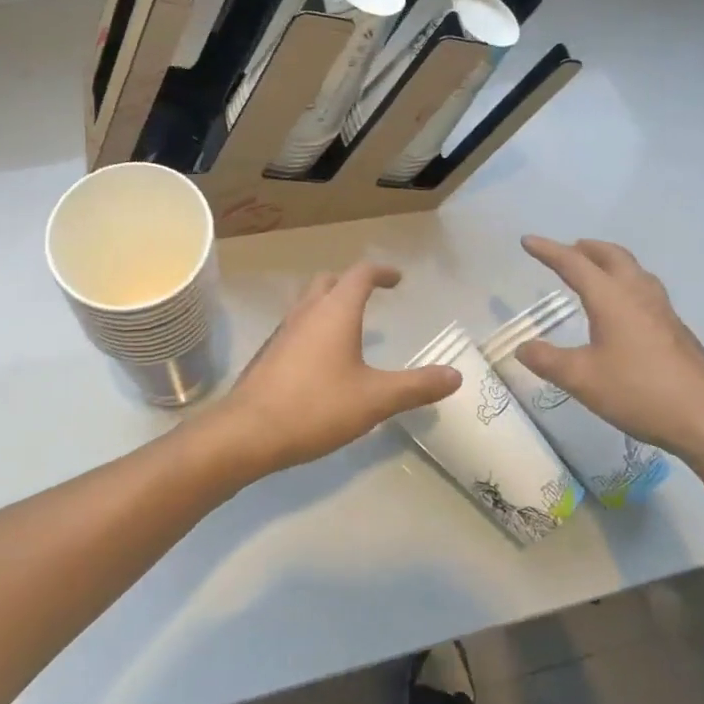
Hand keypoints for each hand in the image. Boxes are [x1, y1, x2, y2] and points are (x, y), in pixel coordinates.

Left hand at [197, 262, 460, 479]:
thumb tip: (455, 376)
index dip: (381, 272)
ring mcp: (282, 331)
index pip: (360, 274)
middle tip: (371, 297)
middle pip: (329, 281)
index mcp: (335, 311)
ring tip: (349, 328)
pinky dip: (314, 328)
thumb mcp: (375, 399)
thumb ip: (416, 386)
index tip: (397, 280)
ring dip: (329, 304)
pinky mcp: (268, 353)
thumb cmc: (316, 406)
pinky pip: (296, 326)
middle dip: (351, 283)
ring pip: (308, 303)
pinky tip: (322, 360)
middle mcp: (307, 311)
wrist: (248, 431)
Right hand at [515, 236, 703, 459]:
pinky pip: (646, 290)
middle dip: (587, 248)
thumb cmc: (640, 391)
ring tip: (595, 271)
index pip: (574, 263)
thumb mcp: (582, 379)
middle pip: (612, 256)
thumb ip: (548, 361)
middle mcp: (638, 294)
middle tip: (567, 249)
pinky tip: (624, 309)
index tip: (527, 240)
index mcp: (611, 298)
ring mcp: (662, 311)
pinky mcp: (676, 330)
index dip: (548, 250)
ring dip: (610, 262)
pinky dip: (626, 283)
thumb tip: (522, 348)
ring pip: (634, 270)